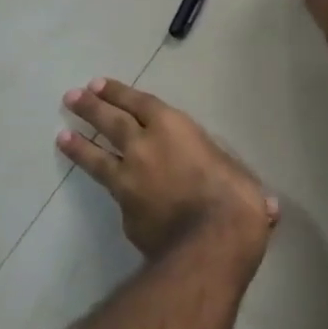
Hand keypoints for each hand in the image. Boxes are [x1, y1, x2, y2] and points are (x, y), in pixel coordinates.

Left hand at [58, 79, 278, 262]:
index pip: (139, 103)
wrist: (209, 244)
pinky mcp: (125, 212)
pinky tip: (108, 193)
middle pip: (110, 121)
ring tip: (62, 136)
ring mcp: (130, 180)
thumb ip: (236, 185)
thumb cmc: (234, 199)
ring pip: (98, 156)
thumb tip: (265, 209)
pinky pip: (114, 195)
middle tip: (71, 98)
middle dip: (90, 107)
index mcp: (174, 128)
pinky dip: (110, 190)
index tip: (98, 84)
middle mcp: (145, 147)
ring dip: (80, 144)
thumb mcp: (241, 179)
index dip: (118, 93)